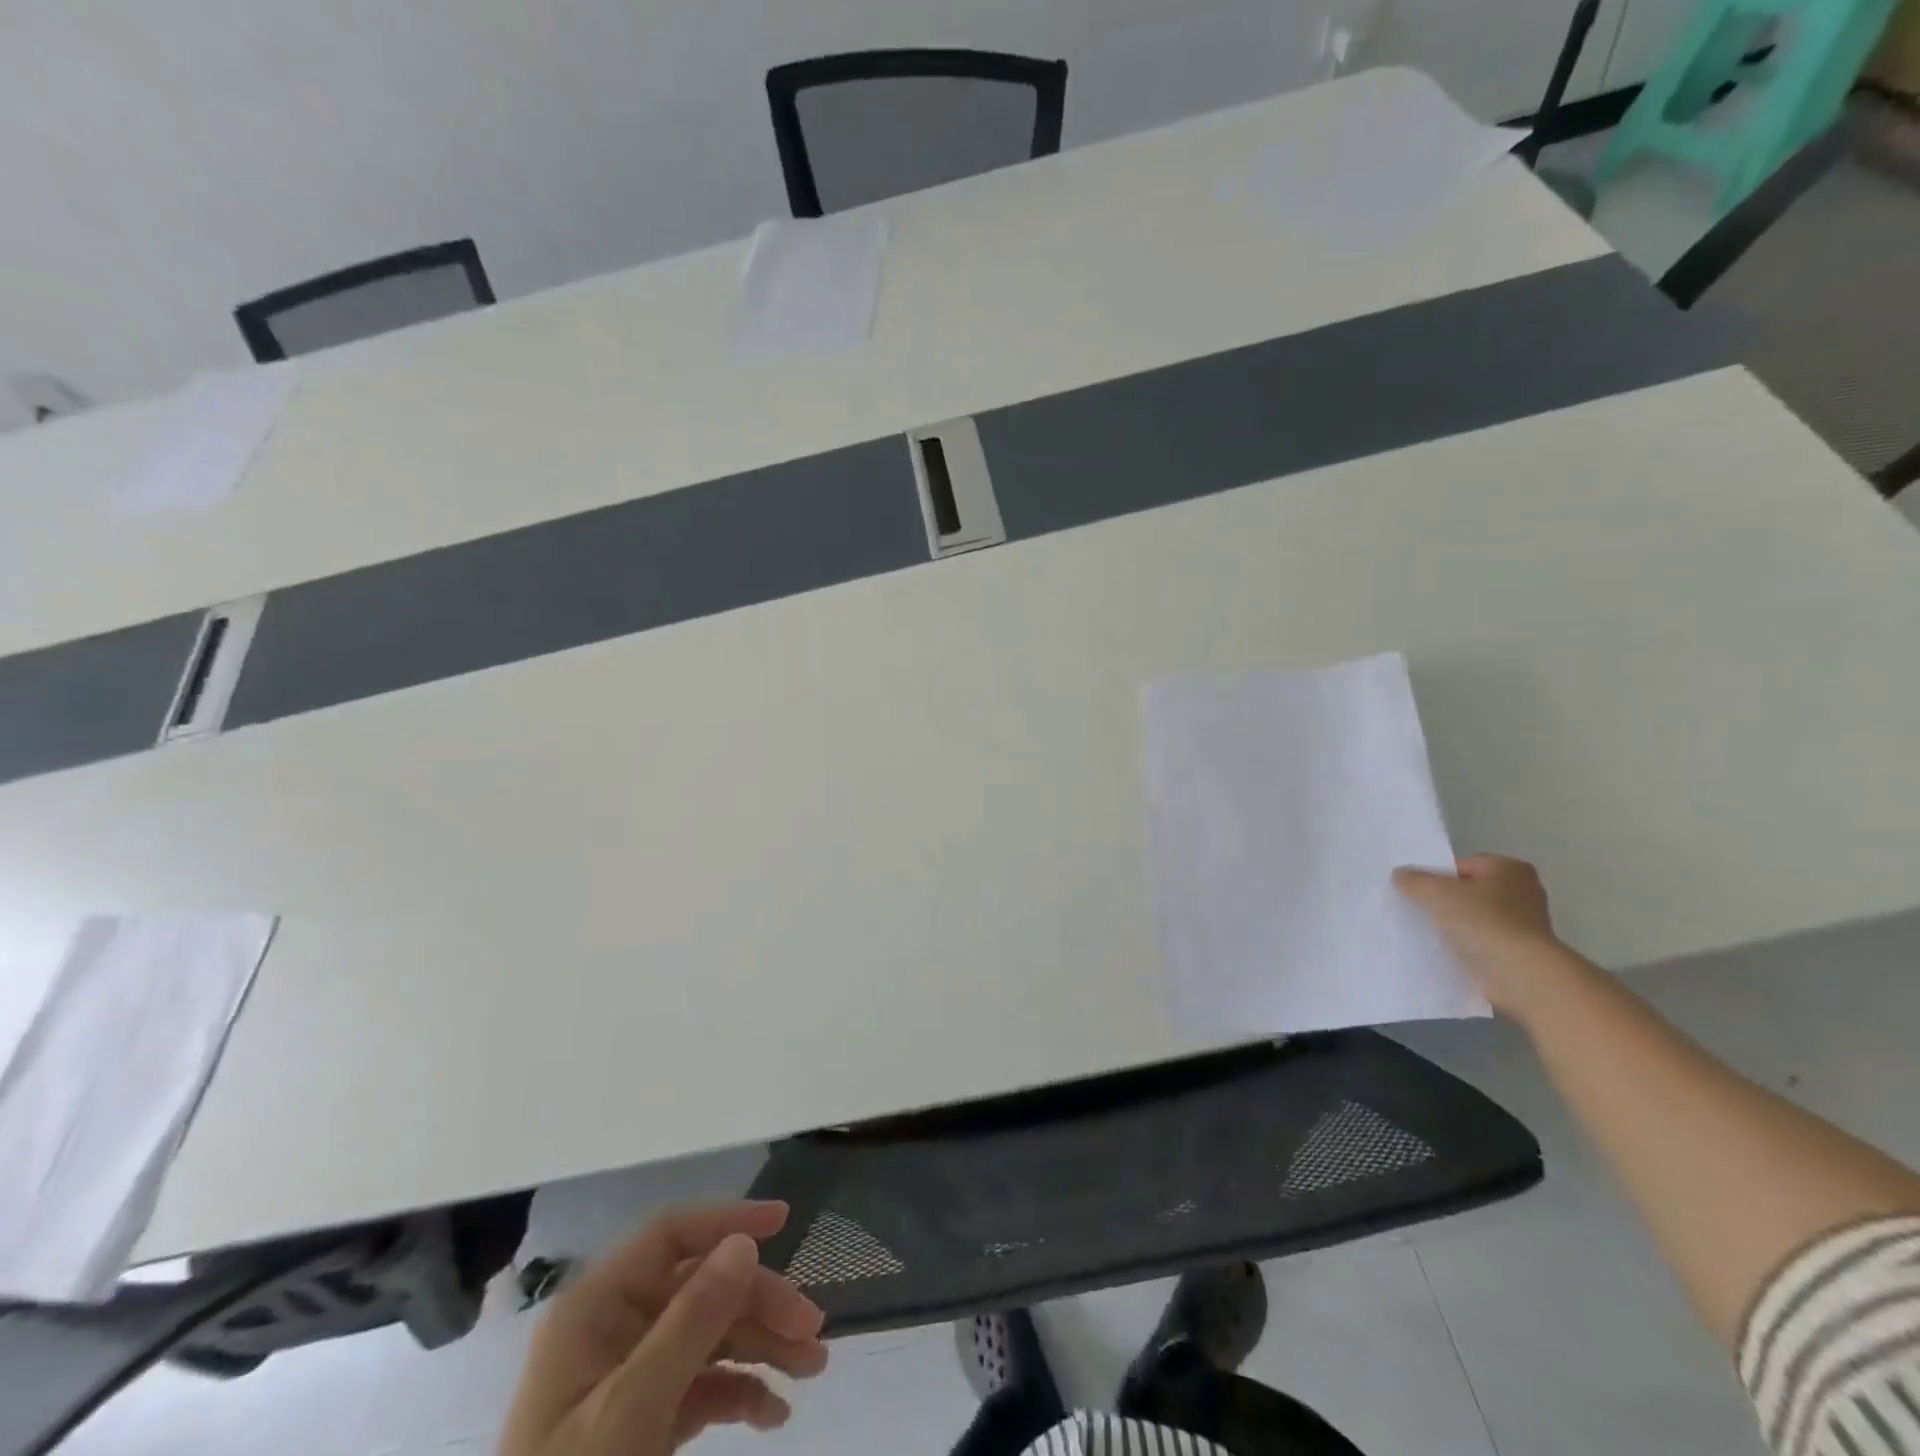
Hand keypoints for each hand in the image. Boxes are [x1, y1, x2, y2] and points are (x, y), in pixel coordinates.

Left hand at [498, 1202, 828, 1455]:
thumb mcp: (631, 1412)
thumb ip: (690, 1323)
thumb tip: (745, 1243)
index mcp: (596, 1309)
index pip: (670, 1237)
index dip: (728, 1221)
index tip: (785, 1223)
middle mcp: (613, 1330)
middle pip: (701, 1288)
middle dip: (760, 1304)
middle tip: (812, 1331)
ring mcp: (627, 1377)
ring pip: (708, 1335)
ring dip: (762, 1346)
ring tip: (812, 1369)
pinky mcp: (640, 1422)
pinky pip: (700, 1386)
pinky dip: (740, 1393)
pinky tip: (774, 1414)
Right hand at [1393, 854, 1569, 1018]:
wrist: (1520, 976)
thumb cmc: (1484, 922)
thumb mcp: (1437, 892)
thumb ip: (1415, 880)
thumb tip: (1400, 874)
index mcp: (1509, 869)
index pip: (1461, 865)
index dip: (1435, 875)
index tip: (1414, 890)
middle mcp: (1521, 892)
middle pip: (1467, 891)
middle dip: (1443, 900)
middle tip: (1414, 908)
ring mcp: (1522, 925)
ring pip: (1472, 917)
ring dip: (1451, 924)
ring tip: (1423, 930)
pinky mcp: (1516, 953)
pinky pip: (1479, 941)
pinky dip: (1463, 945)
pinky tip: (1442, 950)